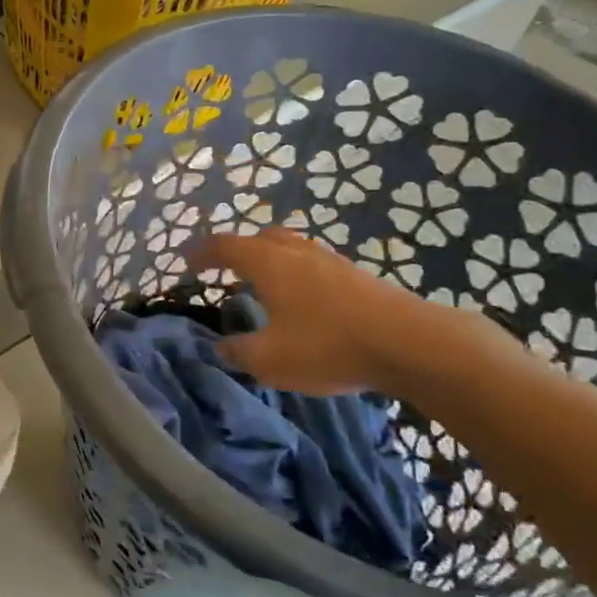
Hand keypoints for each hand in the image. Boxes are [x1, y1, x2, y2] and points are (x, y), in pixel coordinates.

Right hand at [191, 228, 435, 396]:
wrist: (410, 343)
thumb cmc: (328, 346)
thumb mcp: (270, 360)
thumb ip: (239, 352)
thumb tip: (221, 345)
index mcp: (269, 263)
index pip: (225, 246)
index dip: (202, 252)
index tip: (186, 261)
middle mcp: (297, 252)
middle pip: (260, 237)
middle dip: (238, 249)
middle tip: (224, 268)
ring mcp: (331, 261)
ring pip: (290, 247)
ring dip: (270, 259)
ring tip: (262, 284)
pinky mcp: (356, 276)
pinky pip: (313, 264)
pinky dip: (295, 273)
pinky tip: (302, 300)